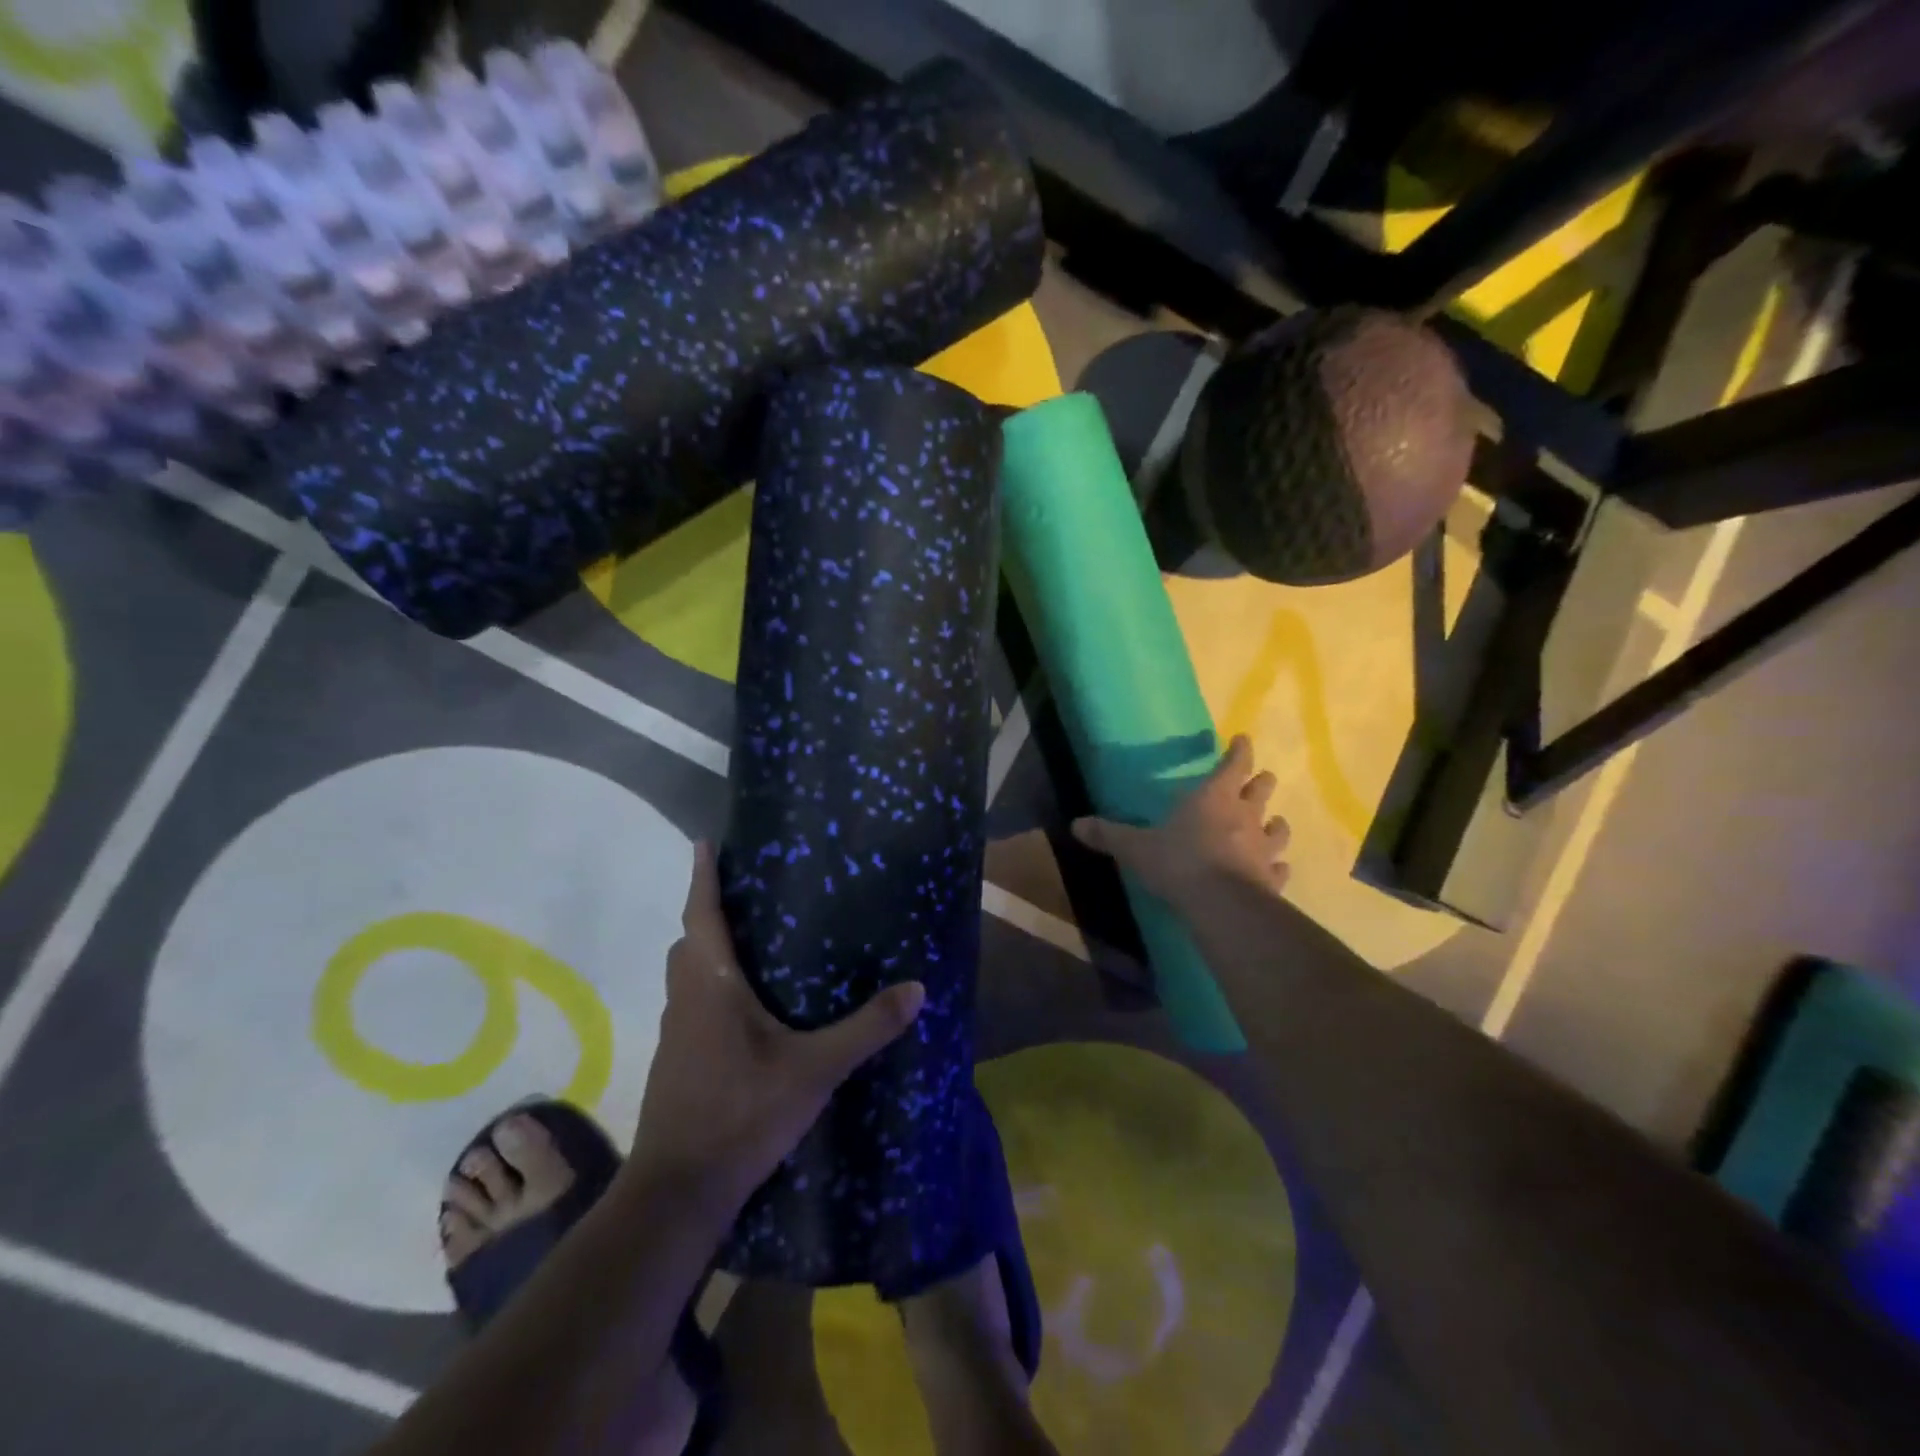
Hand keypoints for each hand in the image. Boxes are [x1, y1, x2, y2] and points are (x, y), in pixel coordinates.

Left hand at [633, 842, 925, 1203]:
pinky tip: (744, 1008)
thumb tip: (917, 989)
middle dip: (708, 912)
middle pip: (688, 941)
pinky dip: (710, 986)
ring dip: (707, 950)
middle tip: (745, 893)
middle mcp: (684, 999)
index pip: (701, 915)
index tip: (704, 842)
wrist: (678, 1191)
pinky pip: (691, 1003)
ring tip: (750, 942)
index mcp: (710, 985)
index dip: (702, 876)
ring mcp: (674, 1033)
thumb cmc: (741, 1113)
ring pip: (686, 974)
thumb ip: (865, 1028)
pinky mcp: (676, 1061)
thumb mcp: (814, 1070)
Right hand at [1071, 735, 1290, 908]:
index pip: (1234, 764)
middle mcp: (1245, 816)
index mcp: (1214, 798)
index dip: (1240, 751)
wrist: (1221, 905)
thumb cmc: (1178, 862)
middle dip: (1260, 783)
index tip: (1244, 740)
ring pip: (1278, 828)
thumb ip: (1109, 834)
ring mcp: (1264, 848)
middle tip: (1259, 780)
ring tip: (1272, 823)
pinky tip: (1275, 869)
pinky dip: (1277, 866)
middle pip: (1262, 790)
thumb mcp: (1135, 847)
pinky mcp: (1272, 878)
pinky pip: (1280, 867)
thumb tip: (1075, 824)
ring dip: (1275, 823)